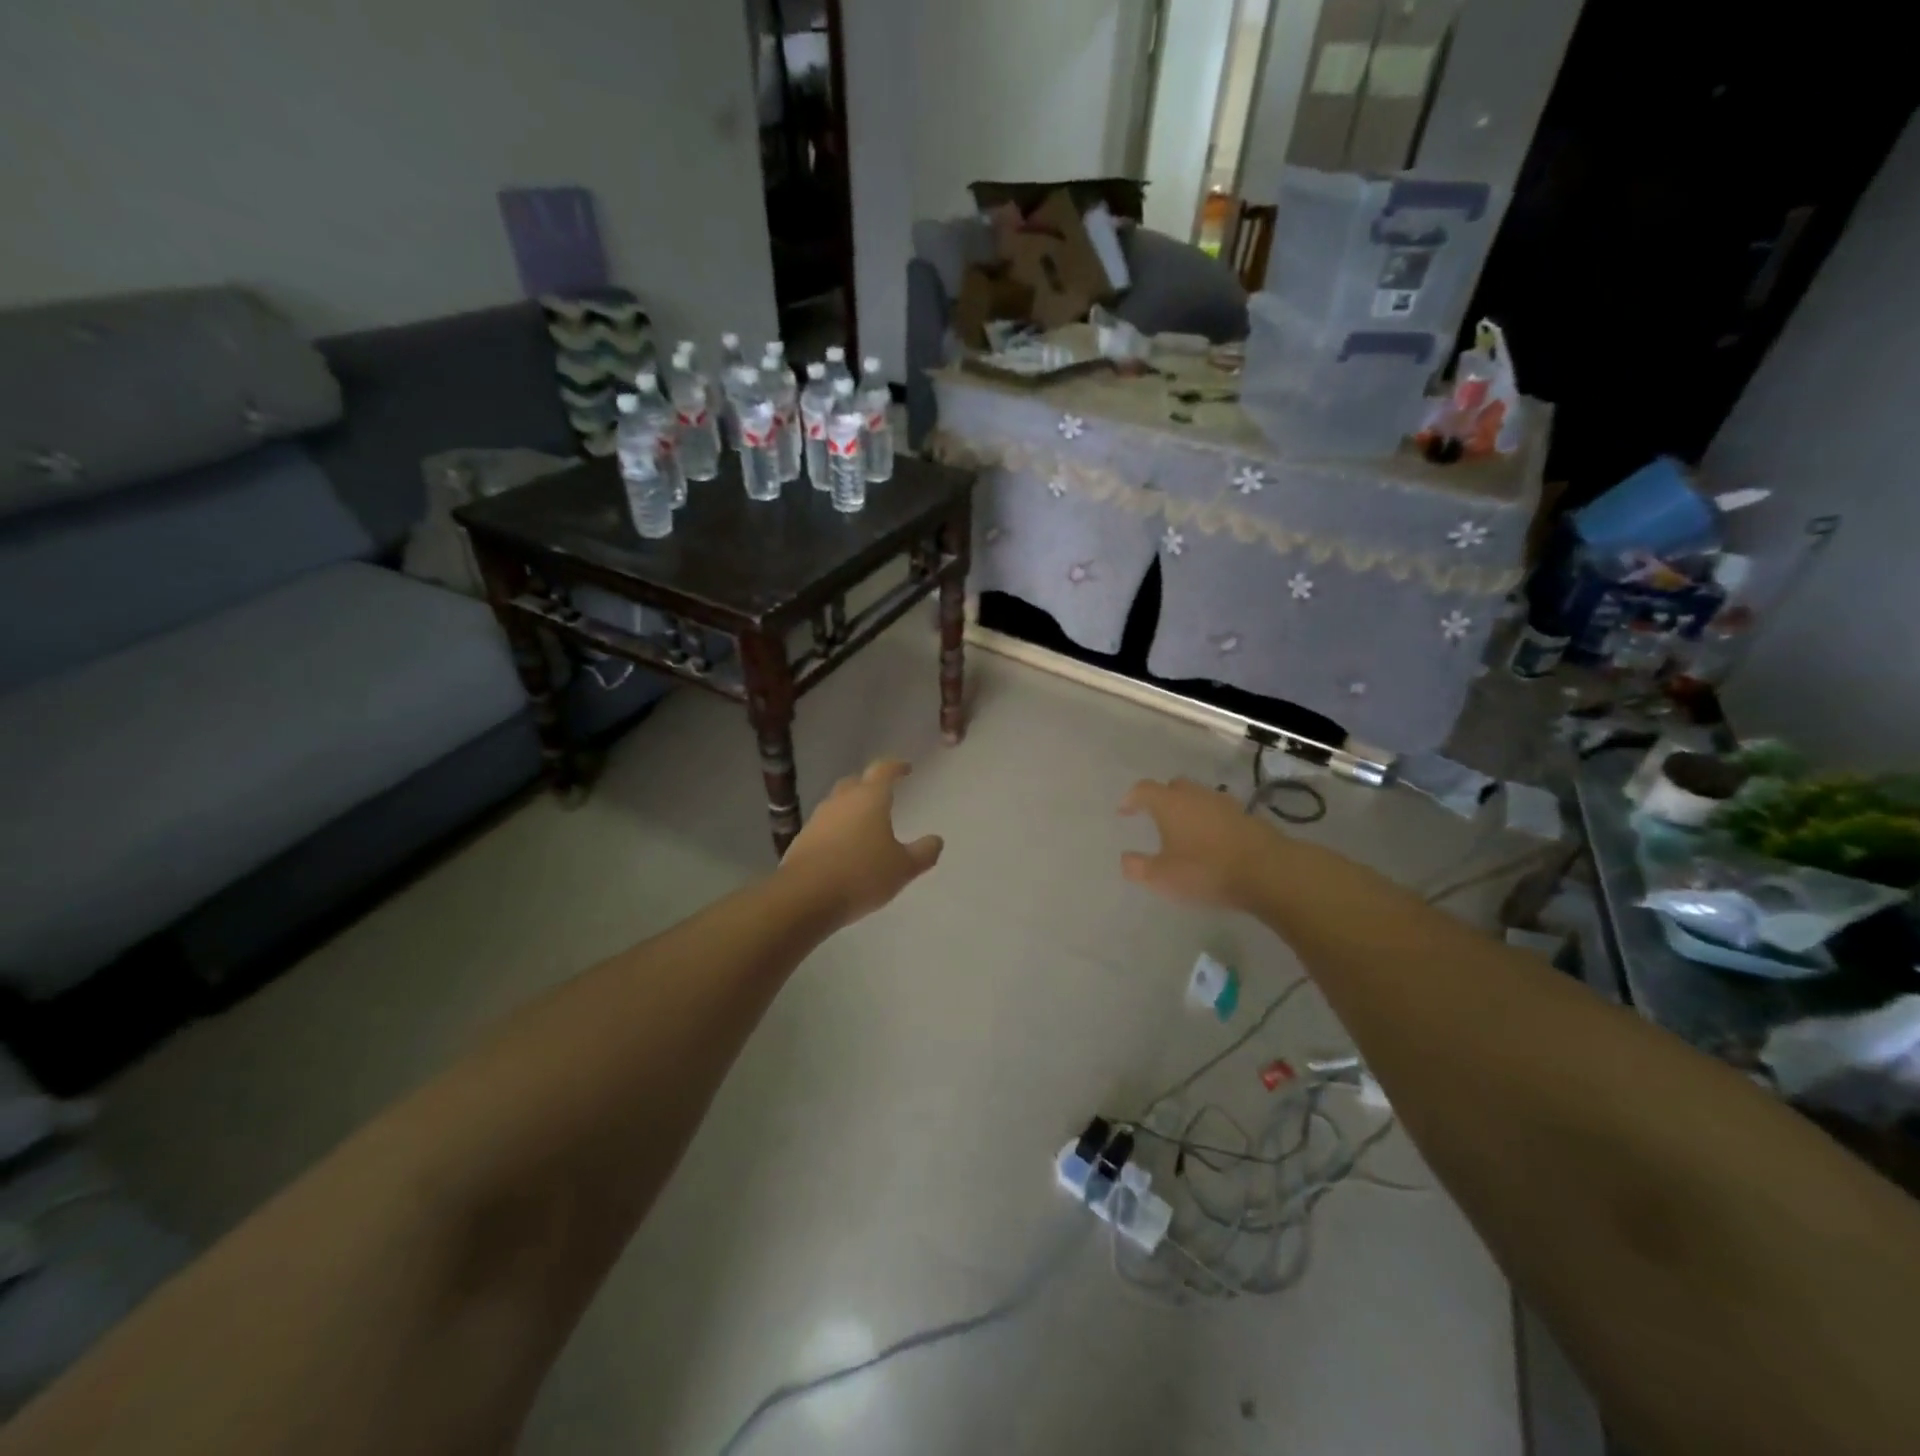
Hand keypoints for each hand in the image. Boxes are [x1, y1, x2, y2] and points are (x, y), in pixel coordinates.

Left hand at [779, 760, 943, 927]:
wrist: (805, 896)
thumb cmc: (862, 874)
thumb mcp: (903, 868)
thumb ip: (923, 853)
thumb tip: (936, 840)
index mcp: (870, 798)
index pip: (883, 770)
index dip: (896, 766)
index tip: (906, 768)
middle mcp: (841, 801)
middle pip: (855, 782)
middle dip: (870, 784)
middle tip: (883, 794)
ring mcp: (818, 819)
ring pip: (837, 804)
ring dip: (851, 808)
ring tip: (865, 824)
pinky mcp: (802, 839)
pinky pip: (825, 826)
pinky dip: (837, 829)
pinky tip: (844, 848)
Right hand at [1118, 776, 1287, 910]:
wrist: (1267, 871)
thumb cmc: (1205, 870)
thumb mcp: (1162, 877)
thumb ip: (1138, 867)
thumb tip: (1125, 858)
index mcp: (1170, 804)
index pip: (1143, 789)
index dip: (1131, 799)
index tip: (1124, 811)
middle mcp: (1196, 795)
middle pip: (1174, 787)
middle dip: (1162, 798)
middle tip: (1156, 817)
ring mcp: (1224, 804)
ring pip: (1200, 798)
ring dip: (1189, 809)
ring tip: (1185, 831)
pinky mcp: (1247, 817)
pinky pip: (1220, 813)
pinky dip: (1211, 821)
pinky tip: (1212, 841)